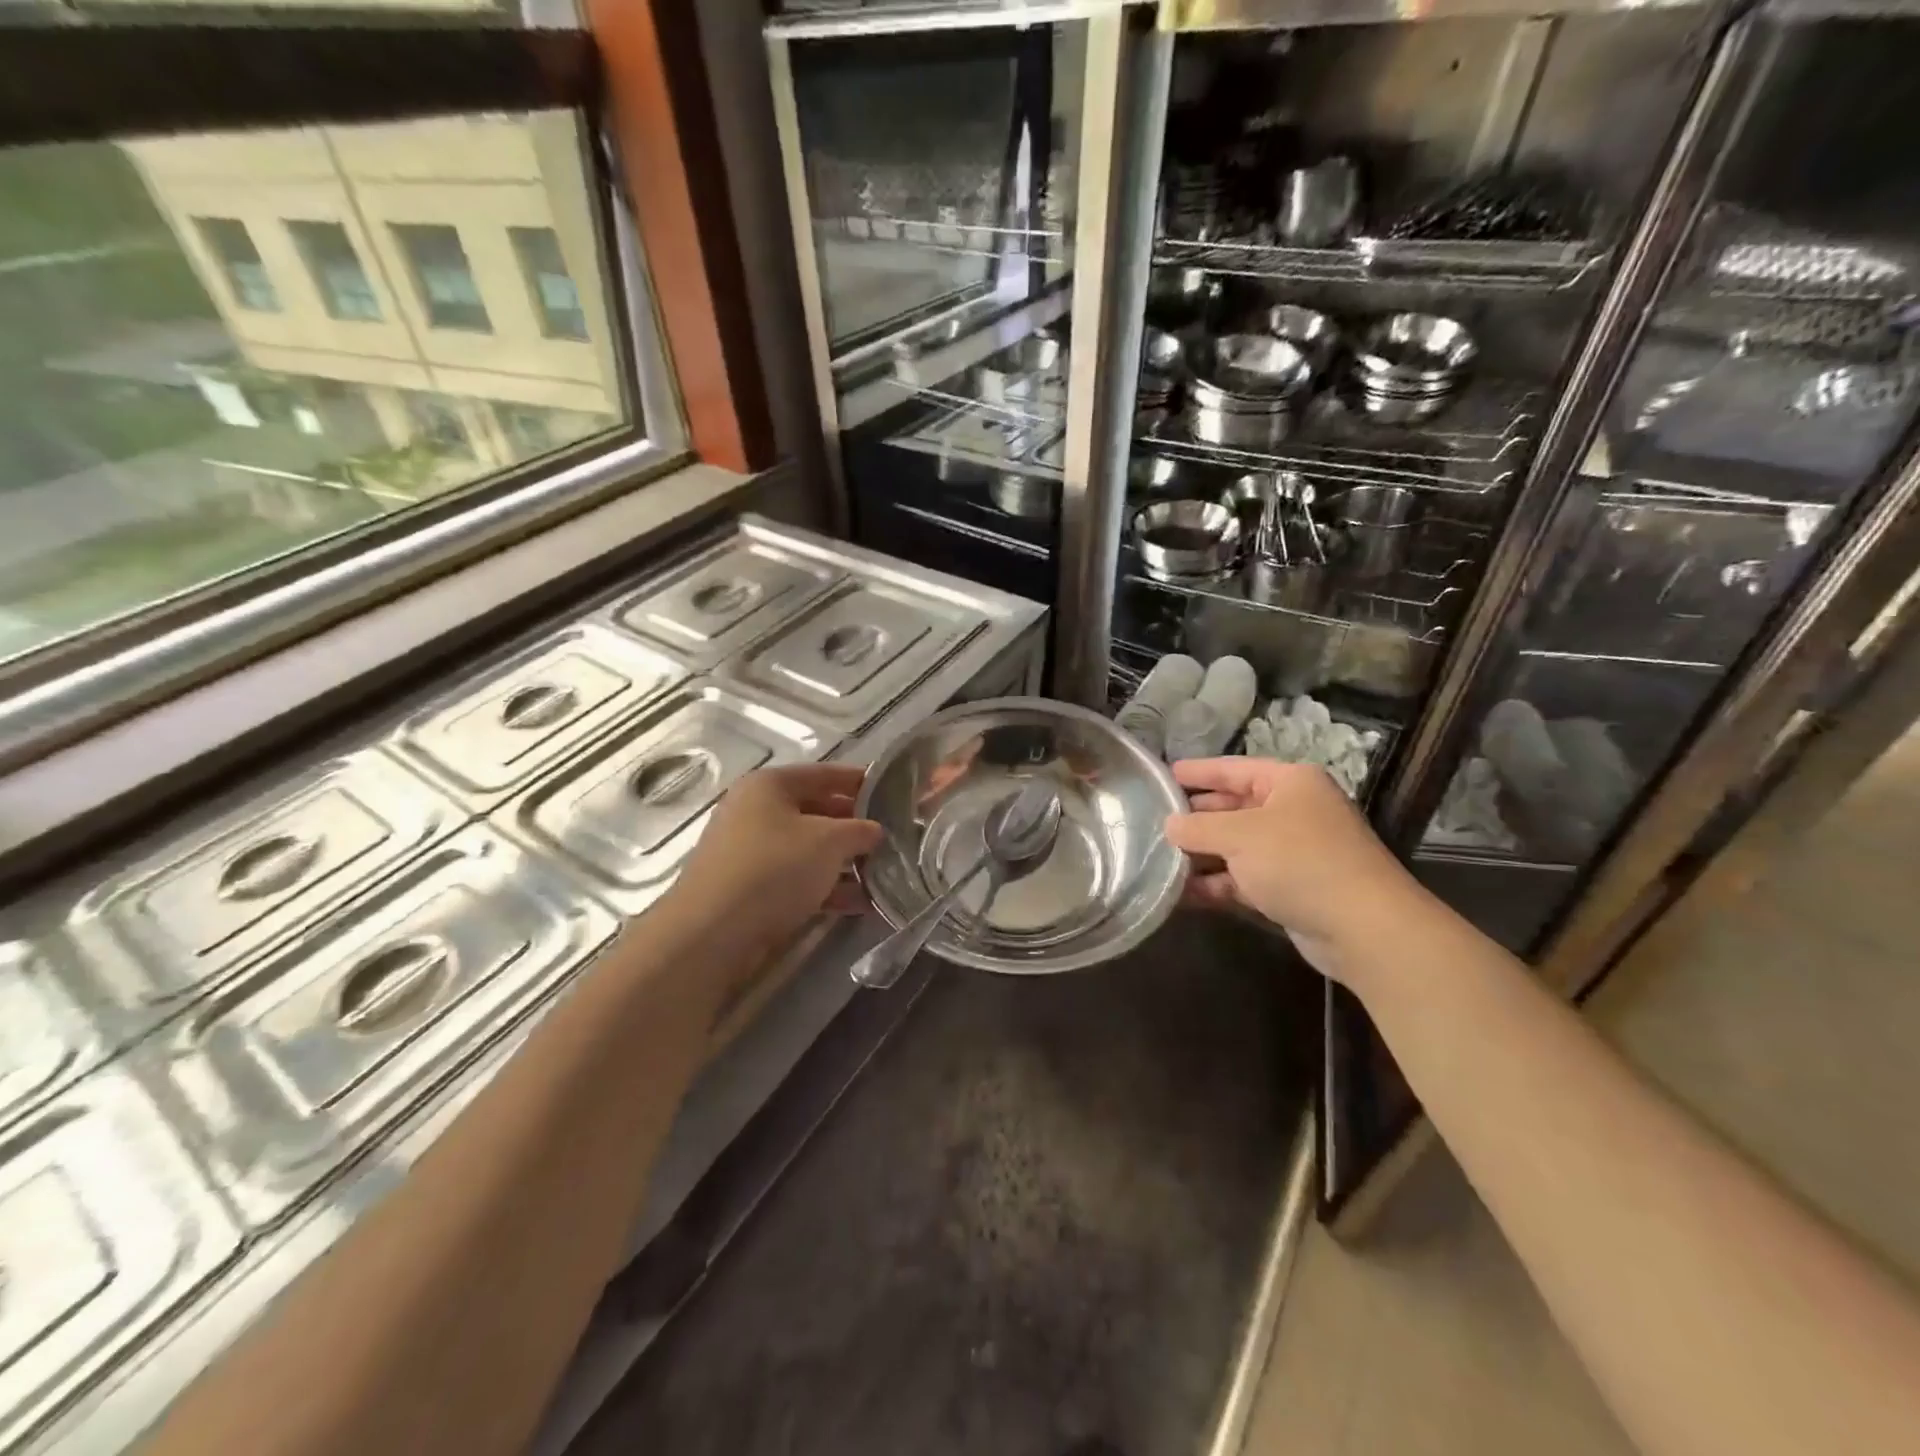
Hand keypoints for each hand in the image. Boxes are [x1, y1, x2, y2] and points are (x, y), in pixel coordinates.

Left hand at [667, 764, 882, 965]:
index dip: (861, 781)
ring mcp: (749, 851)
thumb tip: (875, 831)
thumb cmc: (774, 868)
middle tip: (893, 839)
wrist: (712, 933)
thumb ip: (860, 830)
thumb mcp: (829, 841)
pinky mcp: (749, 888)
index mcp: (770, 785)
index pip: (825, 774)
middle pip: (817, 811)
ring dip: (845, 862)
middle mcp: (755, 811)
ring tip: (883, 875)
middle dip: (855, 827)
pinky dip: (826, 887)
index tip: (894, 793)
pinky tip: (860, 903)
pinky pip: (797, 878)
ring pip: (808, 849)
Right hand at [1164, 757, 1424, 982]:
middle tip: (1154, 820)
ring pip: (1236, 847)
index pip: (1234, 768)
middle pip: (1234, 808)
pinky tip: (1182, 893)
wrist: (1363, 928)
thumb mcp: (1239, 835)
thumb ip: (1197, 827)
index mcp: (1290, 783)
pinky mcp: (1291, 889)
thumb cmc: (1299, 862)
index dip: (1198, 771)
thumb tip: (1169, 825)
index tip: (1164, 775)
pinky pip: (1244, 879)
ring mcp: (1294, 852)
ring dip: (1201, 855)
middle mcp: (1294, 811)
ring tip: (1158, 859)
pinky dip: (1216, 884)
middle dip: (1196, 817)